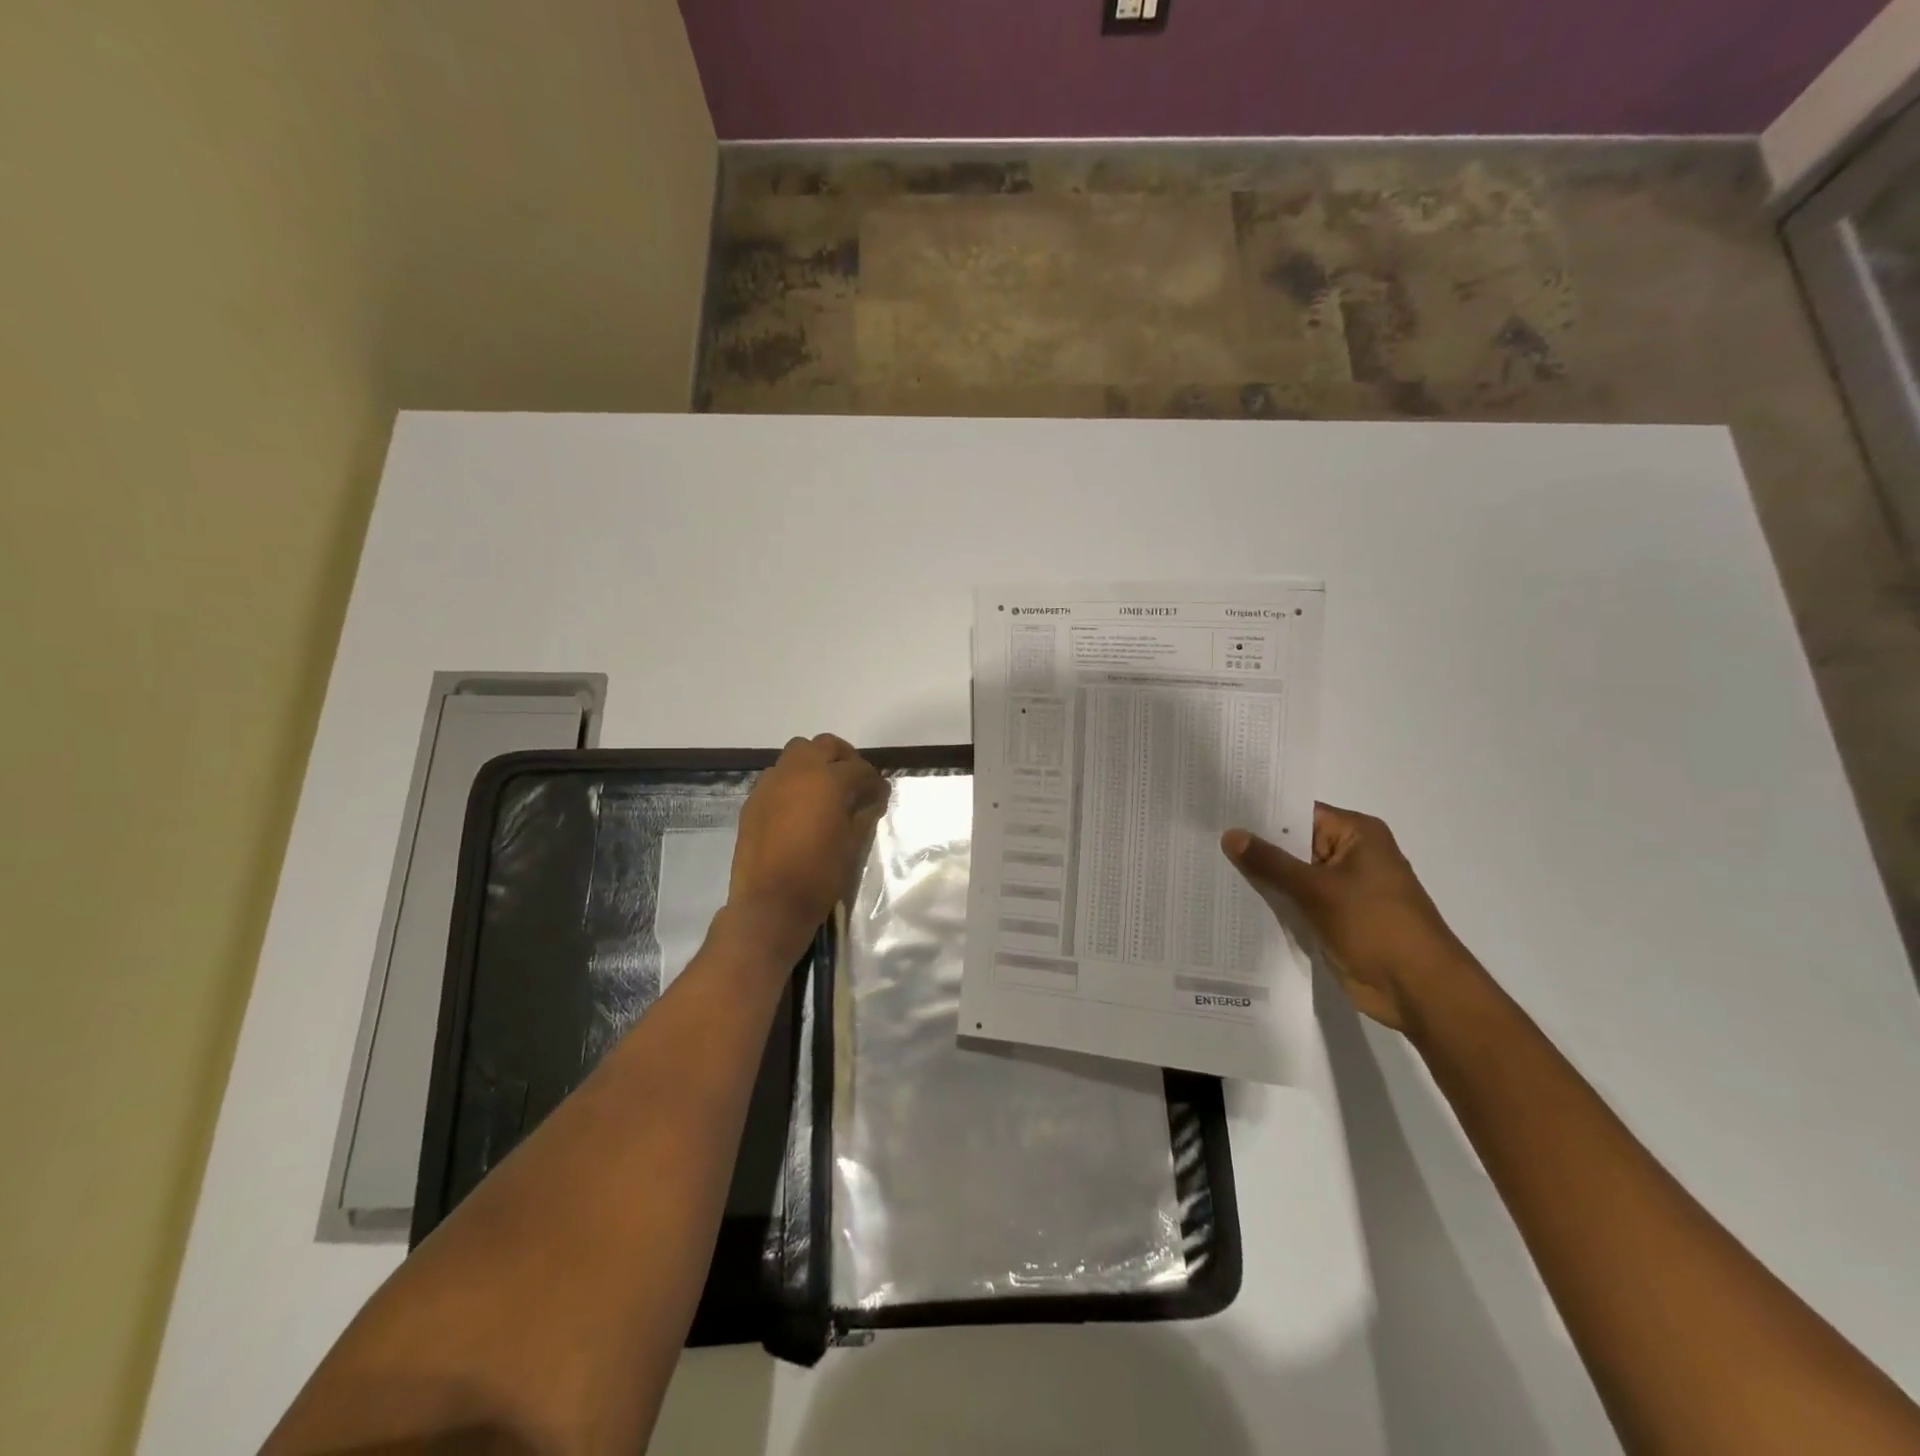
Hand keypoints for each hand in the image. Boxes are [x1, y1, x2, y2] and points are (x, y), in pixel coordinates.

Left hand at [728, 734, 888, 952]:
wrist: (770, 903)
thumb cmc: (820, 875)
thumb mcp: (853, 844)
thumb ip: (864, 814)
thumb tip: (873, 799)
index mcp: (828, 780)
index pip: (859, 768)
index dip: (874, 781)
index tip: (880, 795)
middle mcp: (798, 771)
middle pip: (824, 745)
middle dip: (844, 758)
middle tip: (854, 782)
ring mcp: (771, 783)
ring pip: (796, 754)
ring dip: (814, 763)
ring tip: (825, 790)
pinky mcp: (753, 800)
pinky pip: (776, 776)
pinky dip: (792, 781)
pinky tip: (799, 807)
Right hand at [1222, 804, 1485, 1034]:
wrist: (1418, 990)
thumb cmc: (1375, 926)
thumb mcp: (1317, 889)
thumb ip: (1270, 862)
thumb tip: (1230, 834)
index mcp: (1356, 834)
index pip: (1298, 812)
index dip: (1259, 812)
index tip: (1218, 810)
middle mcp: (1350, 854)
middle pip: (1292, 842)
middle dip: (1254, 845)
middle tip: (1203, 837)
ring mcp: (1342, 888)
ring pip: (1291, 874)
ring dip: (1260, 876)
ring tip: (1207, 865)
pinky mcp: (1334, 917)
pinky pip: (1296, 900)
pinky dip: (1272, 900)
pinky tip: (1232, 898)